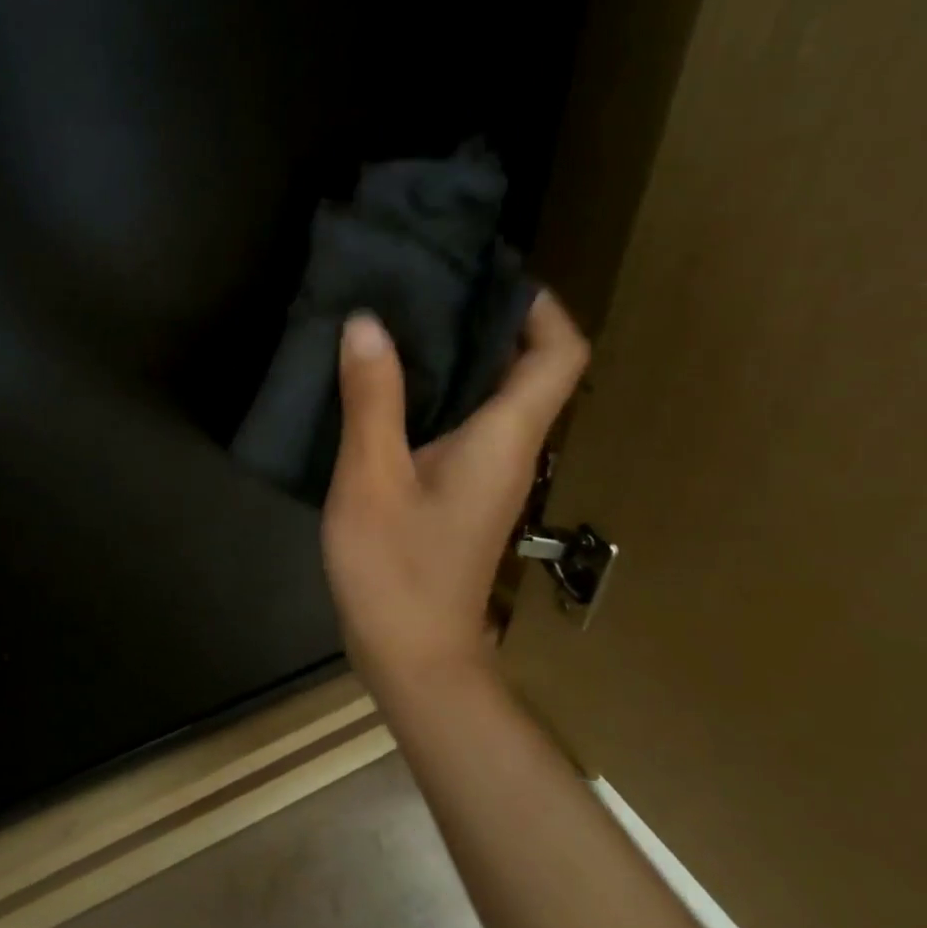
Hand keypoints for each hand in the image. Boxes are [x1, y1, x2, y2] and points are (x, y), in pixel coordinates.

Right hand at [321, 293, 589, 694]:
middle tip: (425, 284)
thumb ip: (372, 400)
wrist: (412, 655)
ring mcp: (487, 474)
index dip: (539, 306)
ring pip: (492, 395)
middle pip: (527, 368)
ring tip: (398, 320)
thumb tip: (367, 323)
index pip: (559, 355)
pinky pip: (462, 423)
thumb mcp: (371, 478)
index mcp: (505, 439)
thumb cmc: (395, 569)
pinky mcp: (460, 491)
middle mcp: (511, 449)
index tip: (486, 273)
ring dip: (457, 355)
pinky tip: (384, 384)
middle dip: (487, 319)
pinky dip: (435, 392)